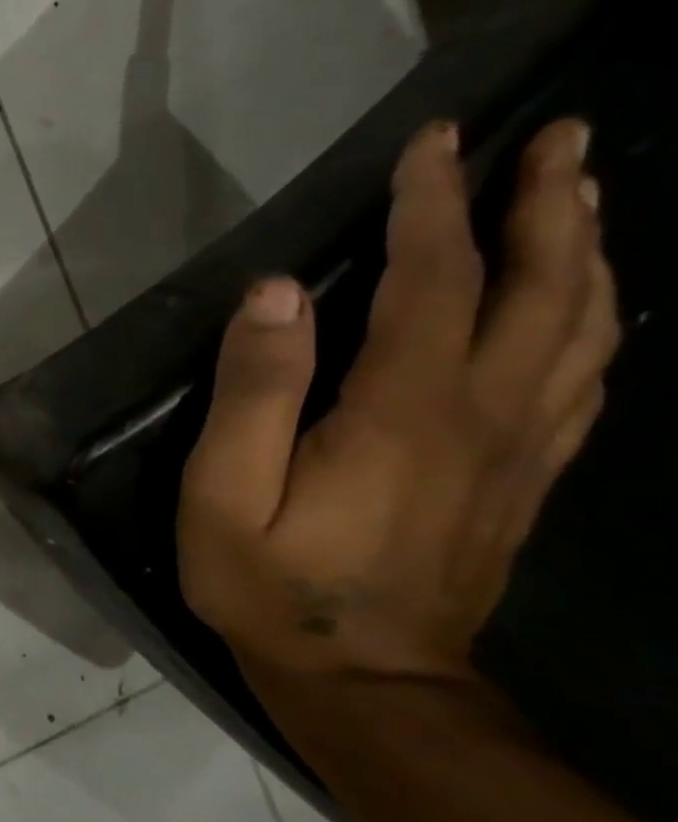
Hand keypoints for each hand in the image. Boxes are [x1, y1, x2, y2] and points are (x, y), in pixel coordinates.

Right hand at [178, 118, 619, 678]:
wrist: (366, 683)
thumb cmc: (271, 584)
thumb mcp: (224, 493)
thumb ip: (252, 392)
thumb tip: (276, 294)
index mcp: (406, 412)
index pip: (435, 282)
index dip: (433, 206)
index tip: (433, 142)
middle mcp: (486, 417)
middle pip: (544, 292)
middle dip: (552, 206)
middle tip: (560, 138)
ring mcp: (519, 450)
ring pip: (585, 330)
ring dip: (588, 253)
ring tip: (582, 196)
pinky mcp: (523, 479)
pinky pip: (584, 383)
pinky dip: (597, 323)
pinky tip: (587, 303)